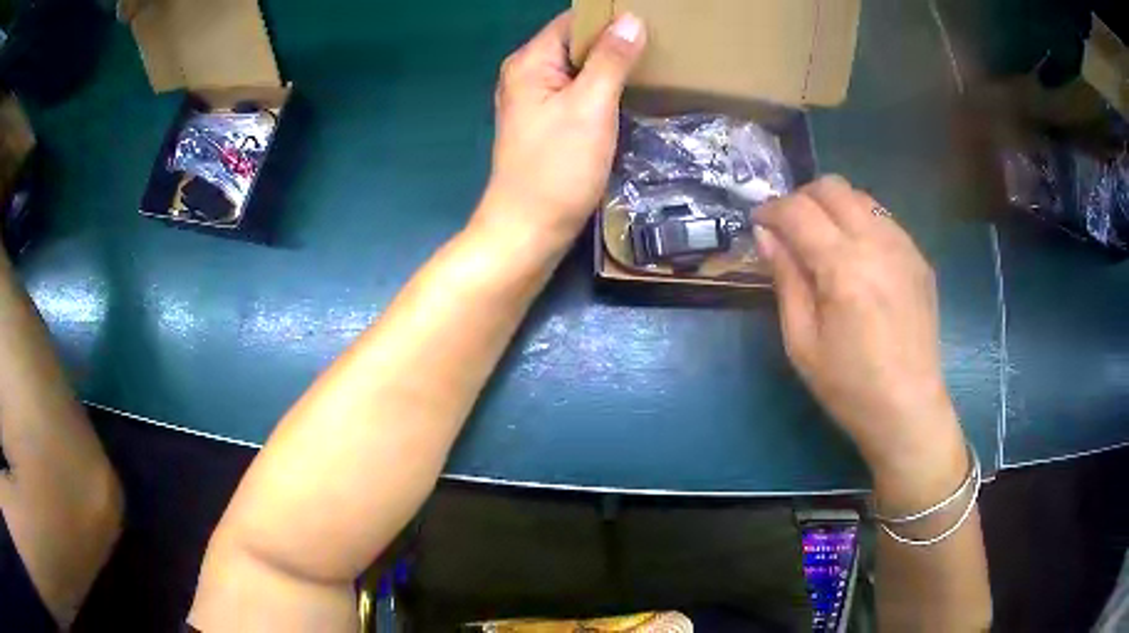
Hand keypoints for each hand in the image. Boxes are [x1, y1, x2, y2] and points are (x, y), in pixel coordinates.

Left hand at [474, 12, 646, 252]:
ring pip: (580, 70)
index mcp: (531, 62)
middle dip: (615, 42)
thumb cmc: (556, 169)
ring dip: (612, 68)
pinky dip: (604, 91)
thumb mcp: (590, 107)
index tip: (650, 22)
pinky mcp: (548, 125)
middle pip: (576, 44)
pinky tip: (631, 95)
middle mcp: (528, 75)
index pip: (573, 21)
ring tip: (654, 66)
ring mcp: (537, 102)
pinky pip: (579, 94)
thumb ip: (610, 60)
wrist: (529, 231)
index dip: (609, 18)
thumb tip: (632, 20)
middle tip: (660, 45)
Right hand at [755, 176, 965, 479]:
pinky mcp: (919, 258)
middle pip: (832, 187)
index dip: (771, 210)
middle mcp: (877, 242)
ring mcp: (904, 246)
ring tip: (823, 242)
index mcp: (843, 267)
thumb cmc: (849, 385)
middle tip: (790, 230)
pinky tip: (857, 259)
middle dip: (802, 198)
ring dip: (833, 208)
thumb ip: (785, 278)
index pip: (798, 210)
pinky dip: (860, 223)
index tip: (759, 225)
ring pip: (860, 197)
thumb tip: (766, 234)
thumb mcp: (801, 341)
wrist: (909, 409)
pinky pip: (883, 220)